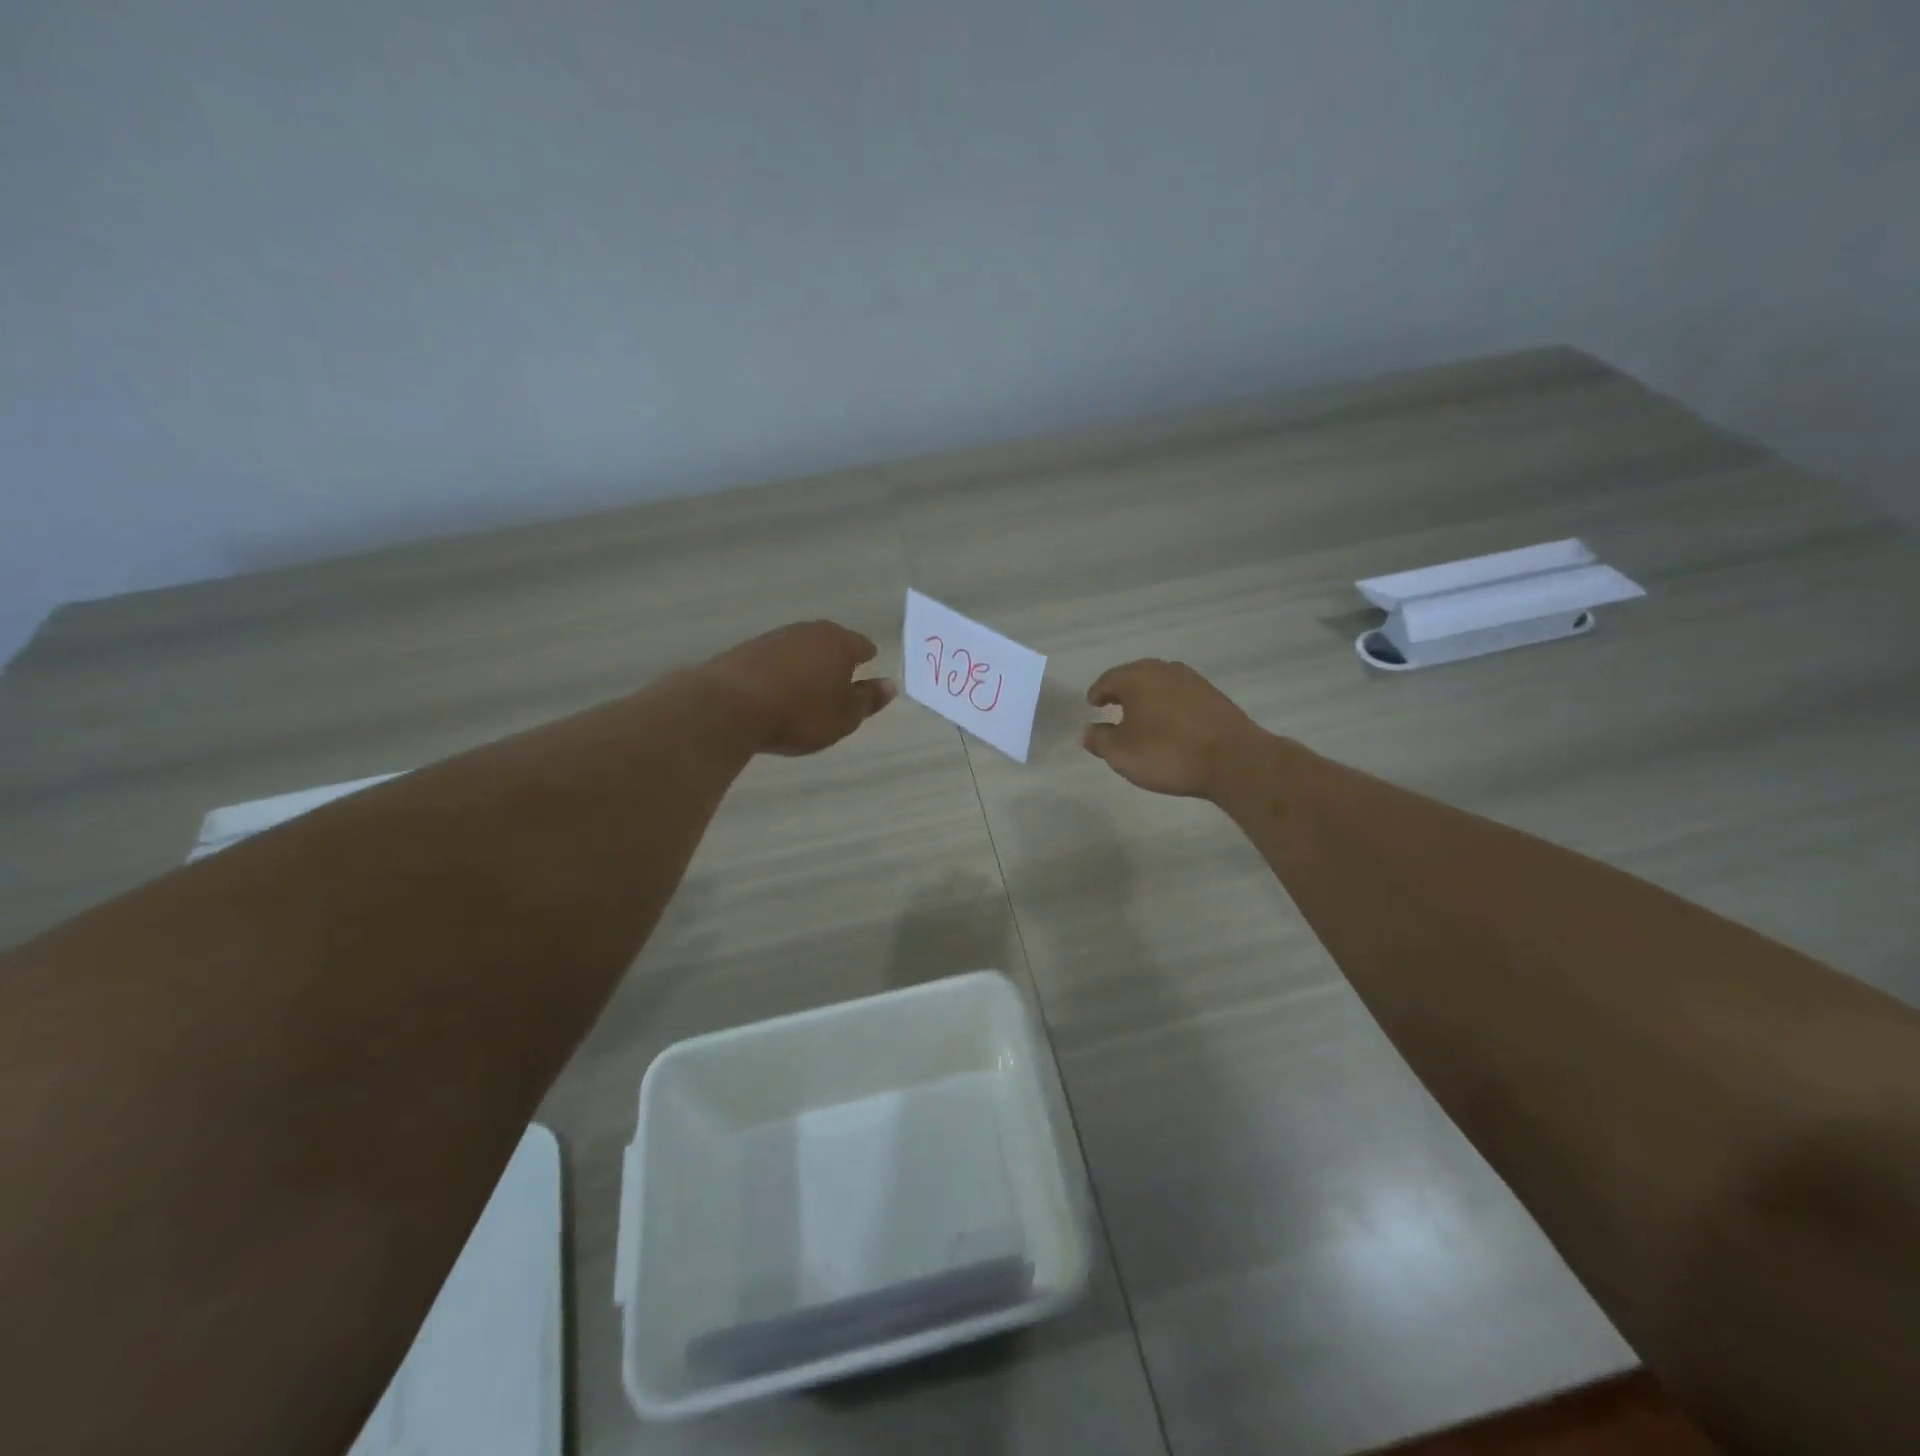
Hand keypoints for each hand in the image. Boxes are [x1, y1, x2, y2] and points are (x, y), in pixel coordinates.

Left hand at [703, 621, 895, 755]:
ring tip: (808, 687)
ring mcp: (774, 638)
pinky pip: (775, 659)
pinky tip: (777, 689)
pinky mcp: (746, 650)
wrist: (730, 707)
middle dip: (836, 658)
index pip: (861, 645)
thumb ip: (868, 700)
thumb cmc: (800, 713)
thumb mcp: (844, 716)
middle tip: (840, 680)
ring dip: (806, 664)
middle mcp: (808, 632)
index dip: (867, 659)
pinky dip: (781, 671)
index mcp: (838, 643)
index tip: (868, 670)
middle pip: (830, 642)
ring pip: (800, 648)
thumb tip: (890, 685)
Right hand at [1082, 659, 1265, 798]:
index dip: (1097, 693)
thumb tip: (1086, 731)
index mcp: (1137, 677)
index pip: (1108, 679)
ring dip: (1148, 698)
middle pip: (1135, 676)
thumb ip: (1099, 739)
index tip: (1093, 705)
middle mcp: (1164, 670)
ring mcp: (1193, 681)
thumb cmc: (1166, 753)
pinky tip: (1170, 725)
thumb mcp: (1121, 753)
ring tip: (1142, 718)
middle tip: (1114, 707)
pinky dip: (1170, 706)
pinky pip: (1181, 696)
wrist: (1233, 760)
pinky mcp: (1214, 696)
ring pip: (1160, 684)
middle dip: (1123, 691)